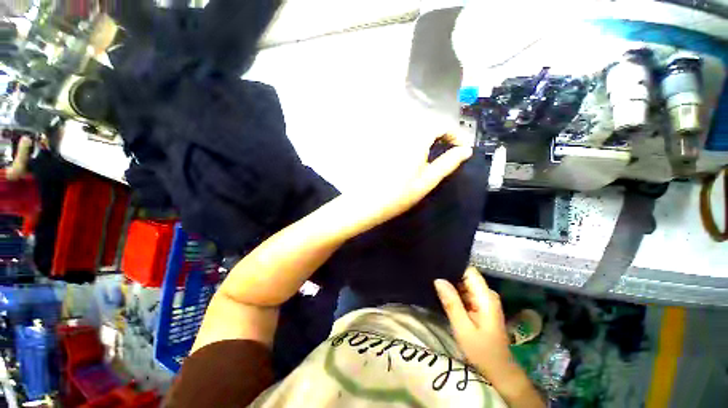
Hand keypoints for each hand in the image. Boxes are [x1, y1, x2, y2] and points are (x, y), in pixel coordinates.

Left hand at [344, 134, 472, 234]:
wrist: (368, 203)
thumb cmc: (400, 194)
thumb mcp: (428, 180)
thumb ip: (448, 163)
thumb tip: (465, 151)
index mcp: (415, 139)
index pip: (440, 125)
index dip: (455, 134)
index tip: (462, 148)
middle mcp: (402, 134)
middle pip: (427, 127)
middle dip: (442, 136)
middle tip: (450, 151)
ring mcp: (390, 141)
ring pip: (415, 133)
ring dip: (429, 140)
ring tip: (435, 155)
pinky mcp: (383, 148)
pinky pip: (404, 140)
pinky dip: (415, 145)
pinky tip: (414, 159)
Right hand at [434, 267, 512, 378]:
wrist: (499, 371)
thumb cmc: (482, 351)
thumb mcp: (463, 329)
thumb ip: (451, 303)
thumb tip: (438, 280)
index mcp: (486, 297)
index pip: (469, 271)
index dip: (453, 266)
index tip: (436, 266)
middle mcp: (487, 294)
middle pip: (466, 276)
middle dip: (449, 275)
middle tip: (431, 276)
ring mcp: (485, 299)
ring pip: (465, 283)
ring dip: (451, 284)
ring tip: (433, 284)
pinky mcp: (481, 305)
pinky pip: (466, 292)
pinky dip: (455, 292)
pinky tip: (443, 294)